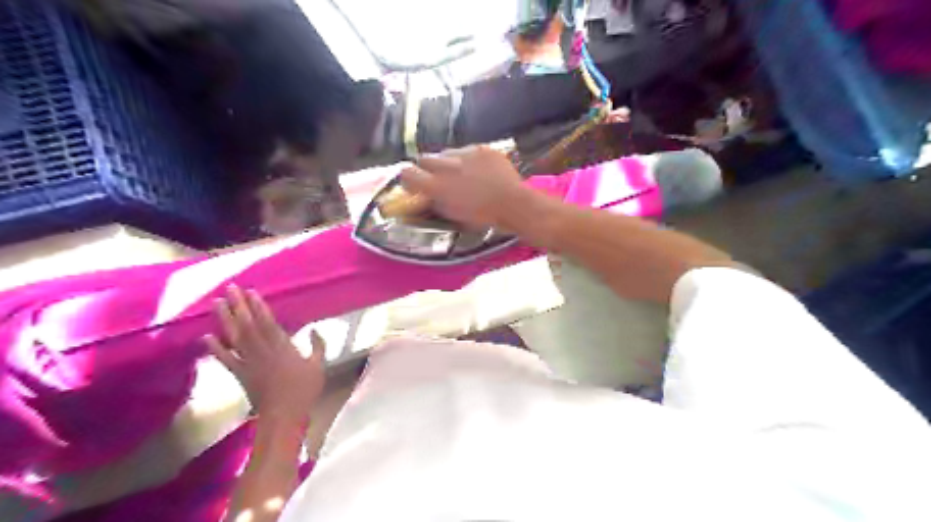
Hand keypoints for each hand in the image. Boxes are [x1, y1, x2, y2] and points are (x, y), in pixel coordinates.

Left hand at [205, 285, 324, 423]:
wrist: (284, 414)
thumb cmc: (304, 390)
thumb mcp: (319, 366)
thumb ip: (318, 347)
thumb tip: (315, 330)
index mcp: (283, 347)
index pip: (267, 322)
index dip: (258, 306)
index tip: (250, 291)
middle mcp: (263, 351)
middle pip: (248, 325)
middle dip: (238, 305)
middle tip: (229, 288)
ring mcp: (249, 362)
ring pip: (235, 337)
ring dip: (225, 320)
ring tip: (216, 303)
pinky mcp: (240, 374)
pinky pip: (226, 360)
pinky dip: (216, 348)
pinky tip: (206, 337)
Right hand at [400, 148, 529, 227]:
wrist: (512, 204)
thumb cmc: (482, 217)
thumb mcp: (452, 215)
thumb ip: (434, 202)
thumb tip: (424, 195)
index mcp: (437, 186)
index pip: (407, 173)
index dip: (408, 178)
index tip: (414, 184)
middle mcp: (446, 166)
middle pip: (424, 158)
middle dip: (427, 168)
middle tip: (438, 178)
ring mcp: (465, 154)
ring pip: (446, 153)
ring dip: (448, 162)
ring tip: (462, 173)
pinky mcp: (481, 148)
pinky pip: (467, 150)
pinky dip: (469, 159)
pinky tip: (479, 169)